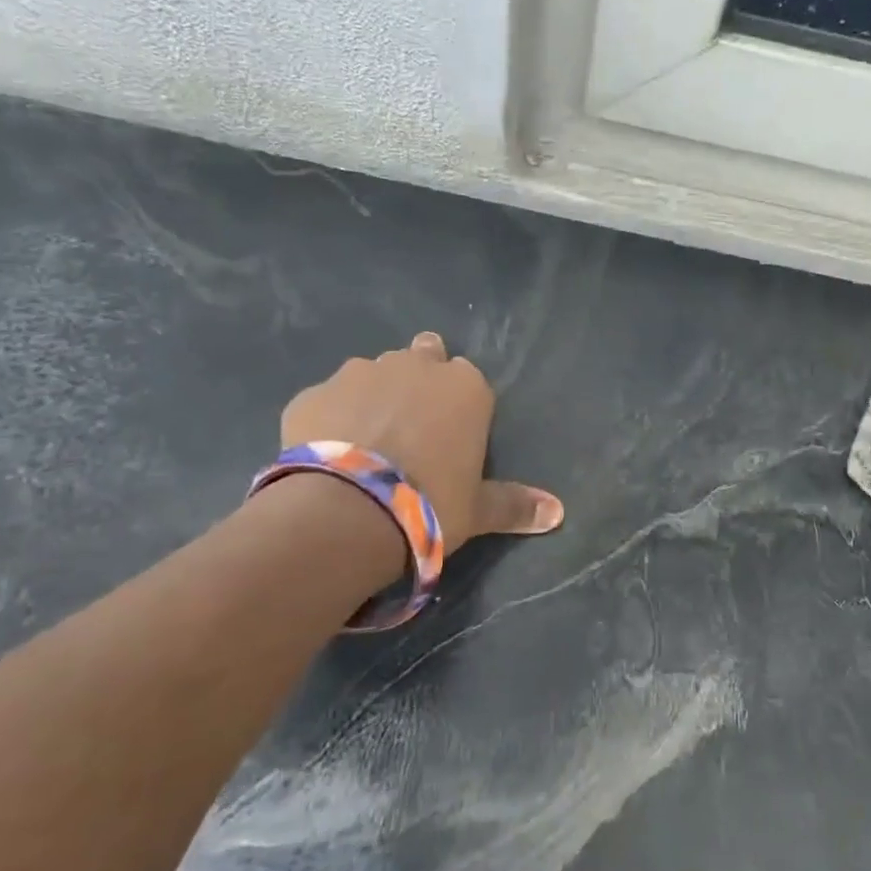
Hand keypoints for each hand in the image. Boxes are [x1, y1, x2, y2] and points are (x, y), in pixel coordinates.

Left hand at [279, 332, 563, 545]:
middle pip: (421, 358)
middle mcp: (413, 367)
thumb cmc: (430, 503)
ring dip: (372, 396)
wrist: (348, 511)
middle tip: (409, 425)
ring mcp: (358, 373)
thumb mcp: (479, 510)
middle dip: (417, 380)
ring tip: (363, 443)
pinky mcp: (312, 394)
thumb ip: (515, 504)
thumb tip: (558, 513)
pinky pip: (327, 401)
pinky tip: (326, 454)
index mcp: (463, 387)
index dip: (456, 402)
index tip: (448, 430)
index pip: (467, 377)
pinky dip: (329, 419)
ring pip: (371, 373)